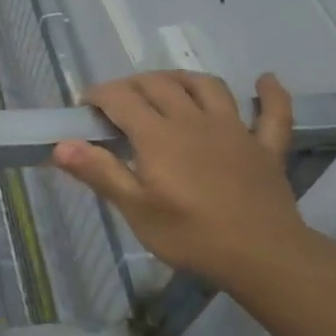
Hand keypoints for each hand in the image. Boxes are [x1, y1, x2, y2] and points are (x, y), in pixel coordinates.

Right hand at [53, 72, 318, 287]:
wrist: (262, 257)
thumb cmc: (191, 235)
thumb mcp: (136, 210)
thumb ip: (99, 173)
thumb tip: (61, 145)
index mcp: (158, 135)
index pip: (121, 98)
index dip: (99, 95)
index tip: (85, 106)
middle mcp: (194, 120)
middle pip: (160, 84)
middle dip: (133, 84)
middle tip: (117, 101)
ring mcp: (235, 130)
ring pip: (208, 87)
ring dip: (183, 78)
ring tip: (168, 85)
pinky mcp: (265, 148)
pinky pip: (273, 113)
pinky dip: (271, 94)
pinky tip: (266, 80)